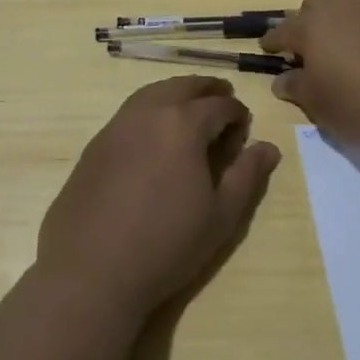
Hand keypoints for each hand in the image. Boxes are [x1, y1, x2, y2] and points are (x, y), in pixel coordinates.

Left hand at [37, 75, 281, 316]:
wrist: (90, 273)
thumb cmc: (166, 244)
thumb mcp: (221, 215)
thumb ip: (247, 175)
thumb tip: (269, 147)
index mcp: (184, 123)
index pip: (220, 105)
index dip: (237, 114)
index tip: (244, 129)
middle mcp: (149, 112)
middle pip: (184, 86)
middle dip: (208, 90)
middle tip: (223, 98)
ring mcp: (117, 126)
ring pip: (153, 93)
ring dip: (177, 93)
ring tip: (190, 109)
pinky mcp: (95, 145)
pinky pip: (129, 112)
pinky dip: (150, 109)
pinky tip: (154, 135)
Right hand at [260, 0, 359, 154]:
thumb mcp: (320, 106)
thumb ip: (297, 87)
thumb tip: (283, 78)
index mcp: (312, 26)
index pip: (282, 31)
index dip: (273, 42)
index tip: (267, 50)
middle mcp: (340, 7)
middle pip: (314, 5)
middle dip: (306, 22)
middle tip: (308, 50)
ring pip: (345, 4)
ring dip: (337, 21)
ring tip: (340, 49)